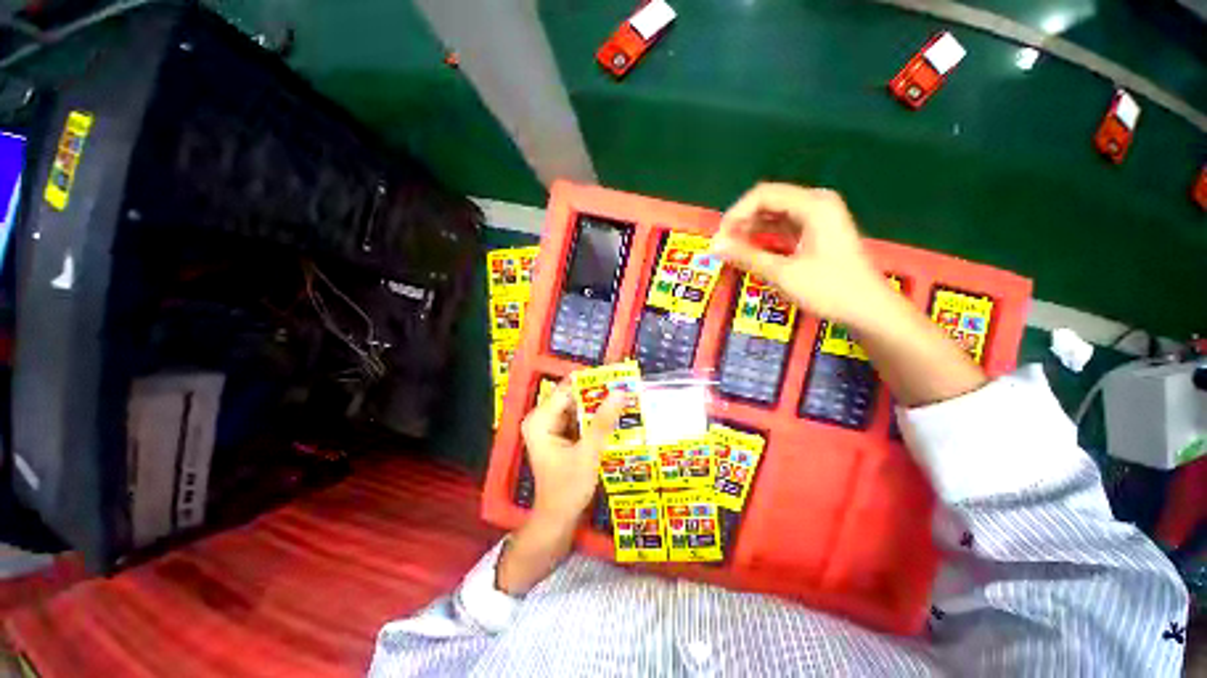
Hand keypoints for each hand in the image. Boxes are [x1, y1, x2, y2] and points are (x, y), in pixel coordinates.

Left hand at [519, 382, 624, 525]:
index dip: (592, 383)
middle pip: (572, 397)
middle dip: (597, 395)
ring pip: (576, 407)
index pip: (568, 390)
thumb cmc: (568, 489)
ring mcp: (549, 427)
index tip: (617, 377)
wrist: (557, 520)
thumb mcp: (588, 453)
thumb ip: (603, 422)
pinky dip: (593, 419)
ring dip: (597, 406)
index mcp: (540, 420)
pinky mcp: (558, 435)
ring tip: (623, 400)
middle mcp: (541, 419)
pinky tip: (612, 417)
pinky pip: (577, 419)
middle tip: (624, 389)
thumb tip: (620, 392)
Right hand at [710, 183, 893, 329]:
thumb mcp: (783, 273)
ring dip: (751, 228)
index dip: (736, 214)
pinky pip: (784, 225)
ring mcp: (819, 217)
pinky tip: (751, 249)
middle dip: (742, 221)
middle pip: (769, 201)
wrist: (868, 309)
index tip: (719, 238)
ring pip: (775, 213)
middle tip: (723, 245)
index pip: (763, 195)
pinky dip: (765, 235)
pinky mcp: (817, 231)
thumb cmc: (829, 290)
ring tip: (732, 249)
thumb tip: (714, 246)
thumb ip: (747, 256)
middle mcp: (817, 203)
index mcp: (813, 205)